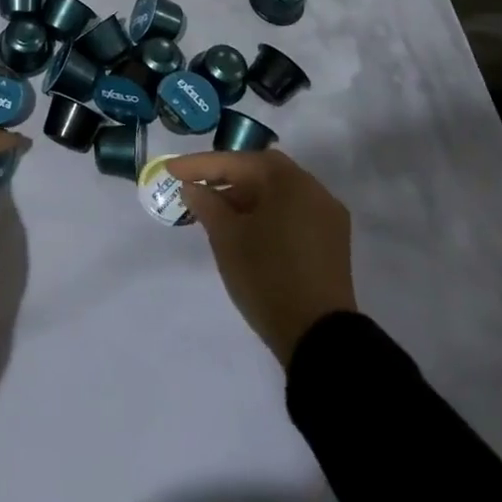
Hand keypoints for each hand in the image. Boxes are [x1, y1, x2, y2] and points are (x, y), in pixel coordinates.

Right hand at [167, 150, 356, 364]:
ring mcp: (327, 217)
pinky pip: (291, 212)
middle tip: (194, 185)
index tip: (170, 169)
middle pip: (261, 172)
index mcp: (290, 182)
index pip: (237, 162)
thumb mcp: (226, 237)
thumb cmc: (267, 276)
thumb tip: (192, 188)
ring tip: (214, 209)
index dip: (200, 165)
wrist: (319, 338)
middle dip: (225, 177)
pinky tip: (243, 227)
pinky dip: (265, 213)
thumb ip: (206, 204)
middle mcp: (314, 190)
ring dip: (245, 196)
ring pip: (277, 193)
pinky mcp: (331, 242)